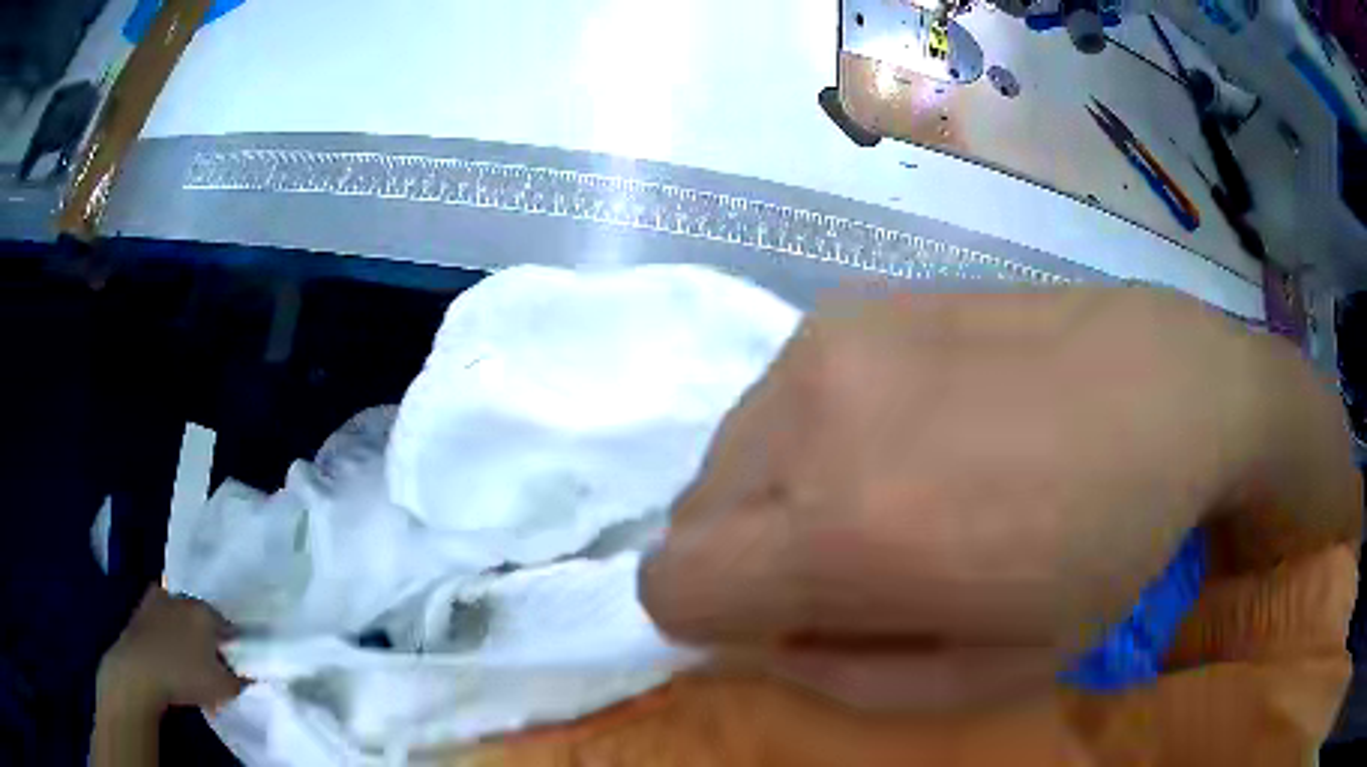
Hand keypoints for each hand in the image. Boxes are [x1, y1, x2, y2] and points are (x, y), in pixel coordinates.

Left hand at [98, 586, 245, 714]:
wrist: (139, 669)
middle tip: (211, 667)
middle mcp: (185, 598)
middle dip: (208, 640)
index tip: (233, 667)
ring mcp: (160, 599)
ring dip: (187, 635)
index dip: (233, 649)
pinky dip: (168, 632)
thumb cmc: (184, 677)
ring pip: (182, 618)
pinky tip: (169, 652)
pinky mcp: (143, 607)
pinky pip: (163, 619)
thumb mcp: (223, 689)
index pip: (229, 628)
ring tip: (189, 663)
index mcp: (207, 613)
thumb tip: (245, 675)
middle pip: (203, 619)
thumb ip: (240, 681)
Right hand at [641, 288, 1357, 708]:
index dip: (708, 621)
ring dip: (774, 495)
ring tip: (887, 488)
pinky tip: (903, 426)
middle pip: (691, 518)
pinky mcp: (851, 304)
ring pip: (727, 454)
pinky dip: (806, 436)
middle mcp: (811, 418)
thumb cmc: (1105, 547)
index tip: (783, 623)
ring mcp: (827, 342)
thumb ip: (846, 680)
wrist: (1163, 388)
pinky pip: (775, 400)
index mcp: (848, 530)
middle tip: (848, 564)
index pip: (670, 586)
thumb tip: (758, 643)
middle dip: (744, 560)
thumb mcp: (994, 671)